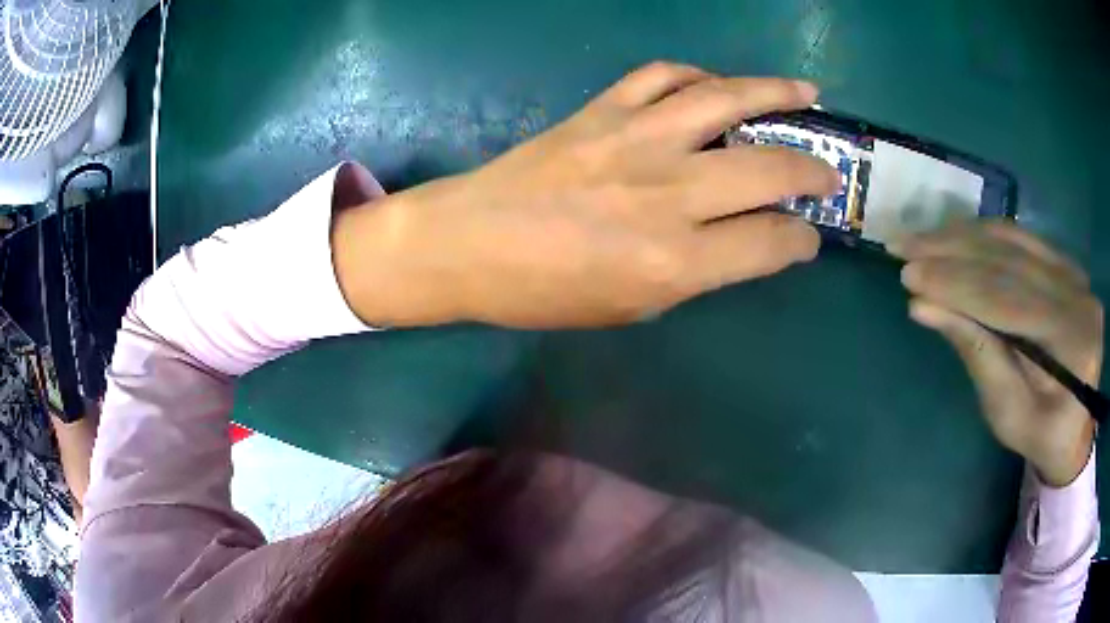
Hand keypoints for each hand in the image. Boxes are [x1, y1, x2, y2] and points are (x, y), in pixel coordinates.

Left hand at [334, 62, 837, 328]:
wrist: (466, 244)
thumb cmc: (543, 292)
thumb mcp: (630, 306)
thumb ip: (696, 272)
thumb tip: (743, 241)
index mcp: (674, 261)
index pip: (769, 242)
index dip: (799, 242)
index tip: (806, 239)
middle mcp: (666, 193)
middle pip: (767, 168)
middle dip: (811, 171)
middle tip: (827, 173)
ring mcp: (634, 139)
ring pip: (725, 100)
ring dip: (776, 94)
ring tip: (807, 93)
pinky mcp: (602, 110)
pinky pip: (662, 76)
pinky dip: (698, 75)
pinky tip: (716, 84)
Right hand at [891, 222, 1103, 486]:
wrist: (1076, 426)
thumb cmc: (1041, 434)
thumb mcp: (1007, 413)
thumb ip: (975, 353)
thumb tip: (923, 307)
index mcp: (1072, 340)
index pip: (1009, 299)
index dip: (958, 285)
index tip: (909, 276)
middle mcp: (1077, 292)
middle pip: (1009, 260)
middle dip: (952, 252)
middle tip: (902, 245)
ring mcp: (1072, 271)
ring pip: (1012, 241)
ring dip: (962, 237)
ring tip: (920, 238)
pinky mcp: (1064, 264)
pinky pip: (1021, 239)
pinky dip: (983, 234)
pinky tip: (954, 235)